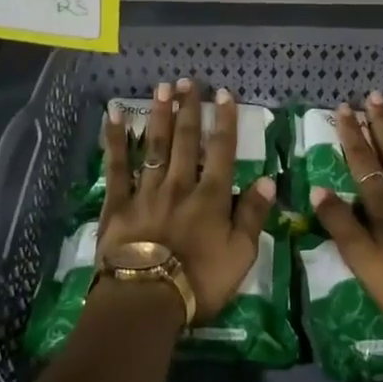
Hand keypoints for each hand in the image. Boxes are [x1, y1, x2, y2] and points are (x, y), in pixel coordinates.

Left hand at [98, 79, 274, 321]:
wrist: (146, 300)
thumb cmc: (199, 282)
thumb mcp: (241, 255)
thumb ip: (253, 216)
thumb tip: (267, 180)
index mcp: (211, 197)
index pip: (221, 151)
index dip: (224, 121)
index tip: (224, 94)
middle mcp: (179, 184)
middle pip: (185, 140)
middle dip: (189, 109)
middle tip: (189, 81)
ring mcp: (146, 191)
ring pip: (154, 145)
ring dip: (159, 115)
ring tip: (162, 88)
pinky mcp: (118, 204)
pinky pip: (117, 166)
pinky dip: (115, 139)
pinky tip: (115, 116)